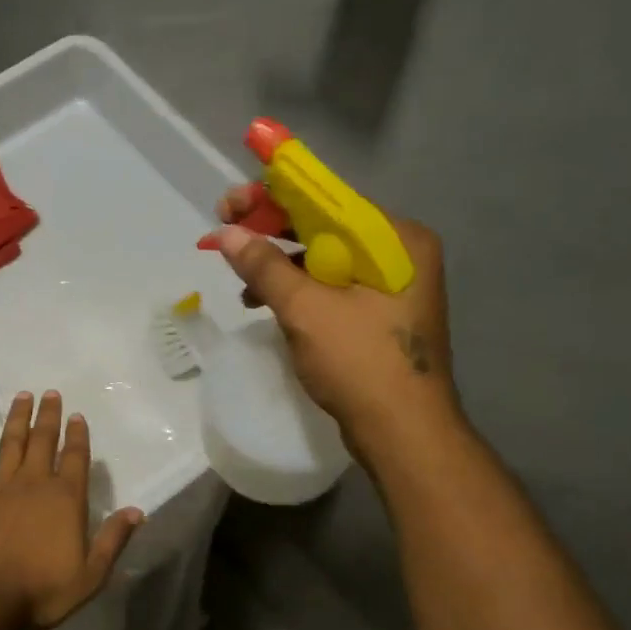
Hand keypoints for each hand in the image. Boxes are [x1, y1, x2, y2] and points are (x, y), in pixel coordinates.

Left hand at [0, 390, 144, 629]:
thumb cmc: (41, 591)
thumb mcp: (90, 575)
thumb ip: (113, 540)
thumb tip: (138, 511)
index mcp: (66, 499)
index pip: (75, 458)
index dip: (77, 435)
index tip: (76, 415)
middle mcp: (34, 483)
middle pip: (43, 440)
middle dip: (48, 416)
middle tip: (50, 393)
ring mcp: (0, 487)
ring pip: (11, 443)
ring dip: (17, 419)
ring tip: (22, 396)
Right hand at [212, 186, 458, 453]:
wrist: (404, 433)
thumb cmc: (360, 363)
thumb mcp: (306, 310)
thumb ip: (265, 266)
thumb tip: (226, 234)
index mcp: (396, 239)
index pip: (327, 200)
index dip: (273, 196)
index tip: (230, 204)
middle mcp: (400, 253)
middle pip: (325, 227)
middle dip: (272, 233)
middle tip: (226, 233)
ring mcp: (393, 286)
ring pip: (326, 260)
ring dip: (281, 267)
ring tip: (243, 285)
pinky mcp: (381, 315)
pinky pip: (333, 287)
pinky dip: (300, 292)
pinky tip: (269, 306)